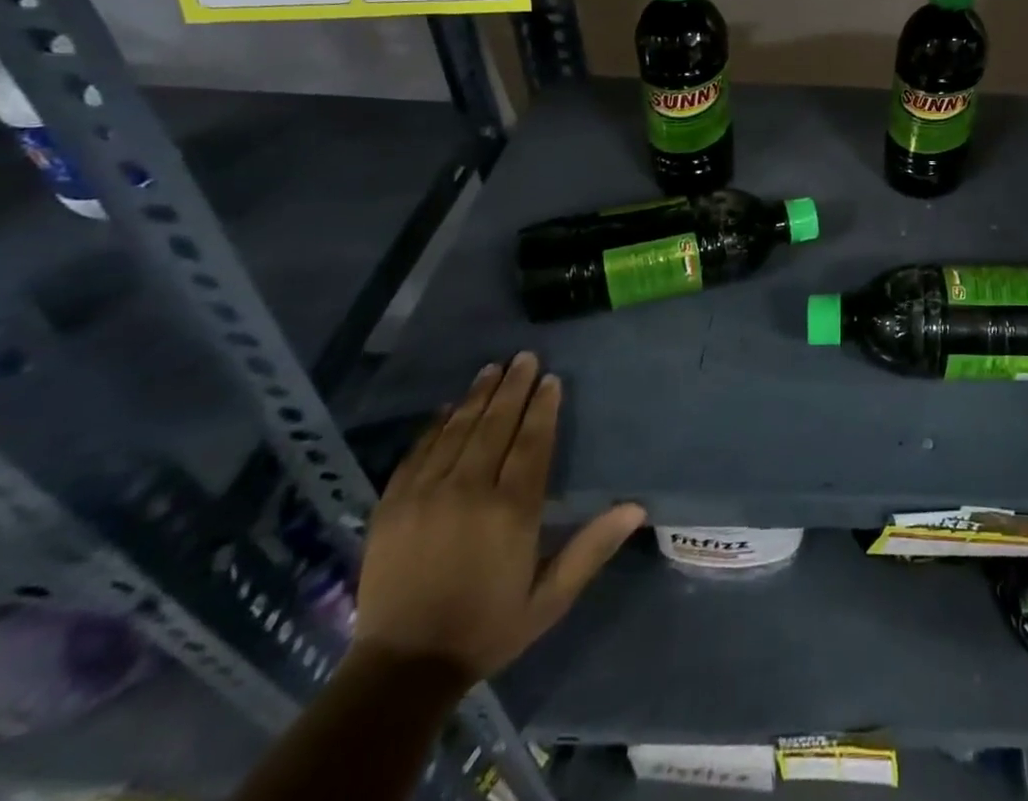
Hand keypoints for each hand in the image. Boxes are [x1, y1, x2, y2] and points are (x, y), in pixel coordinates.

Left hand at [351, 353, 644, 684]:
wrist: (401, 671)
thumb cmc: (487, 628)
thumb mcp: (550, 598)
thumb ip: (592, 548)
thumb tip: (637, 507)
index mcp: (511, 510)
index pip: (532, 441)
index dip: (543, 407)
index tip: (551, 379)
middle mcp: (468, 491)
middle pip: (495, 425)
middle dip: (513, 387)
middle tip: (524, 357)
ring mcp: (425, 495)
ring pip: (457, 430)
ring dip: (477, 396)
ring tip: (492, 369)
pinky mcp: (391, 506)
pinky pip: (417, 452)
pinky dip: (435, 425)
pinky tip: (448, 408)